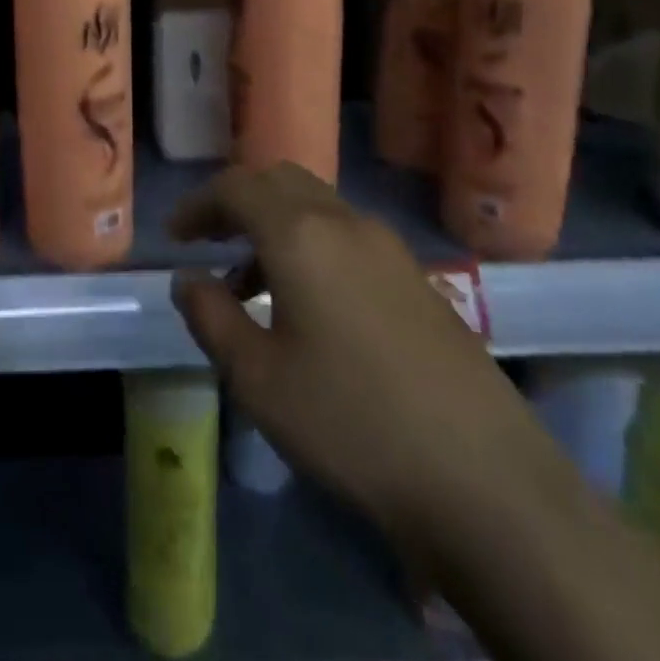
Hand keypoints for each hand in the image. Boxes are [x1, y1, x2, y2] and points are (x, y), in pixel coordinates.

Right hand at [168, 164, 545, 553]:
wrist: (486, 479)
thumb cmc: (351, 423)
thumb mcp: (257, 379)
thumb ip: (210, 317)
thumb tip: (186, 280)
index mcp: (300, 232)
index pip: (235, 188)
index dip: (197, 205)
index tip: (173, 237)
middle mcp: (344, 221)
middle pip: (278, 181)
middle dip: (236, 202)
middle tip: (207, 241)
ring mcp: (388, 246)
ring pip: (315, 206)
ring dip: (273, 226)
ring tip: (247, 285)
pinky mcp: (417, 276)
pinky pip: (346, 235)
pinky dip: (310, 245)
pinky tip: (307, 305)